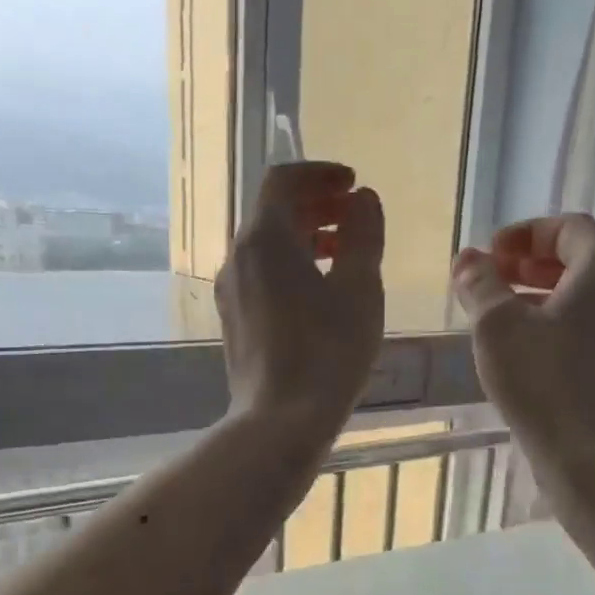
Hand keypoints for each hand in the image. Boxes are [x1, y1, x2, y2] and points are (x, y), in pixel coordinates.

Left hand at [217, 162, 384, 438]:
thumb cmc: (328, 352)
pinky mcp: (234, 322)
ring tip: (343, 256)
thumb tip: (363, 200)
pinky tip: (318, 295)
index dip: (320, 174)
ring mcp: (231, 292)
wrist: (281, 421)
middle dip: (315, 206)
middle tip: (354, 217)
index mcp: (265, 238)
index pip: (284, 180)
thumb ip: (364, 235)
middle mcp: (238, 257)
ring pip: (266, 248)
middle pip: (273, 213)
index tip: (353, 185)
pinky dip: (290, 269)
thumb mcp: (360, 289)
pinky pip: (261, 277)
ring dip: (304, 239)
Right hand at [451, 214, 594, 493]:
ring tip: (503, 315)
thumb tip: (467, 258)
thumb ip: (480, 284)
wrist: (594, 457)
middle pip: (580, 260)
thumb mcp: (497, 327)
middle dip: (532, 264)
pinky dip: (560, 324)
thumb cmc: (544, 383)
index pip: (568, 228)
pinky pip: (593, 328)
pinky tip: (529, 350)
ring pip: (587, 297)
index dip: (525, 233)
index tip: (490, 254)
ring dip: (544, 295)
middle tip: (492, 279)